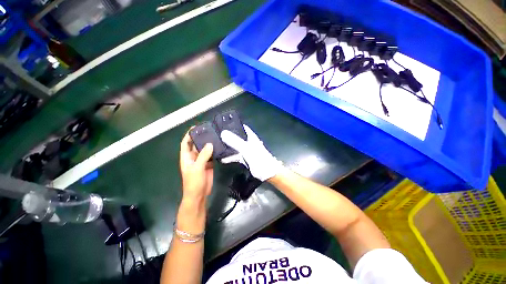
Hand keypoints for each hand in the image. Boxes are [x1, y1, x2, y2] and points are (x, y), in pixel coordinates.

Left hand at [180, 130, 213, 201]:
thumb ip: (203, 156)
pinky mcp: (209, 164)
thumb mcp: (197, 168)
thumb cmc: (193, 182)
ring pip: (205, 150)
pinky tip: (220, 147)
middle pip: (197, 145)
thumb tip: (210, 144)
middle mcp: (193, 157)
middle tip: (210, 130)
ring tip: (216, 137)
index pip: (186, 143)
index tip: (196, 127)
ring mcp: (202, 161)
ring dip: (209, 144)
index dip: (189, 135)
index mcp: (186, 157)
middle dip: (201, 138)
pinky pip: (212, 156)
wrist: (199, 195)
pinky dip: (215, 151)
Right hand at [220, 125, 282, 181]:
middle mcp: (248, 142)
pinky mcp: (244, 158)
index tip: (222, 125)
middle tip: (215, 136)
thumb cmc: (259, 158)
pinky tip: (222, 159)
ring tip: (216, 147)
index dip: (233, 125)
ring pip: (235, 147)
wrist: (266, 172)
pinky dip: (230, 157)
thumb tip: (223, 133)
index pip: (241, 128)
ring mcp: (246, 150)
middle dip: (228, 137)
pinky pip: (235, 155)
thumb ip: (235, 141)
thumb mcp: (246, 148)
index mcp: (250, 137)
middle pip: (237, 137)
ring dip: (227, 147)